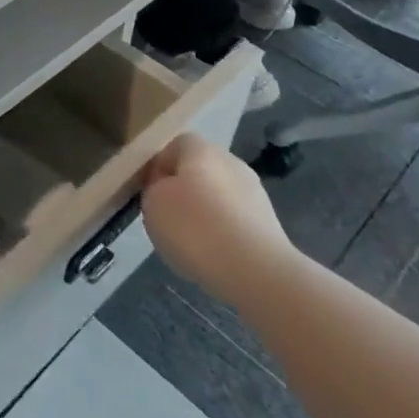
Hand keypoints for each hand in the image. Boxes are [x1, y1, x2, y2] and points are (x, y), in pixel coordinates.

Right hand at [140, 134, 295, 301]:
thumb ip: (154, 188)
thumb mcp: (152, 204)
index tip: (149, 194)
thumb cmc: (195, 228)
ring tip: (191, 243)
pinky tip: (214, 256)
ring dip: (205, 213)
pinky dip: (223, 234)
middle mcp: (231, 162)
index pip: (174, 146)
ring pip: (219, 196)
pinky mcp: (269, 223)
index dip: (159, 167)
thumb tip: (166, 188)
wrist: (257, 272)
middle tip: (168, 218)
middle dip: (183, 191)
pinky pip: (235, 220)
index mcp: (201, 149)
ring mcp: (255, 192)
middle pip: (199, 170)